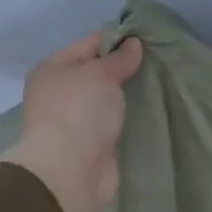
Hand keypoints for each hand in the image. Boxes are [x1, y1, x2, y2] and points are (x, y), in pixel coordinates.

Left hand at [0, 32, 144, 211]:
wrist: (70, 172)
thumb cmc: (79, 112)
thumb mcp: (100, 74)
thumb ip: (119, 58)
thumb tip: (134, 44)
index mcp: (52, 69)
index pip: (89, 44)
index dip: (118, 40)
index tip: (148, 40)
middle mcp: (59, 93)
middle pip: (98, 72)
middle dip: (125, 68)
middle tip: (158, 62)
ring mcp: (74, 120)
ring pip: (107, 98)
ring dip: (127, 94)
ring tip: (159, 83)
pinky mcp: (91, 143)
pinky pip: (113, 121)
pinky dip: (128, 116)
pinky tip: (151, 109)